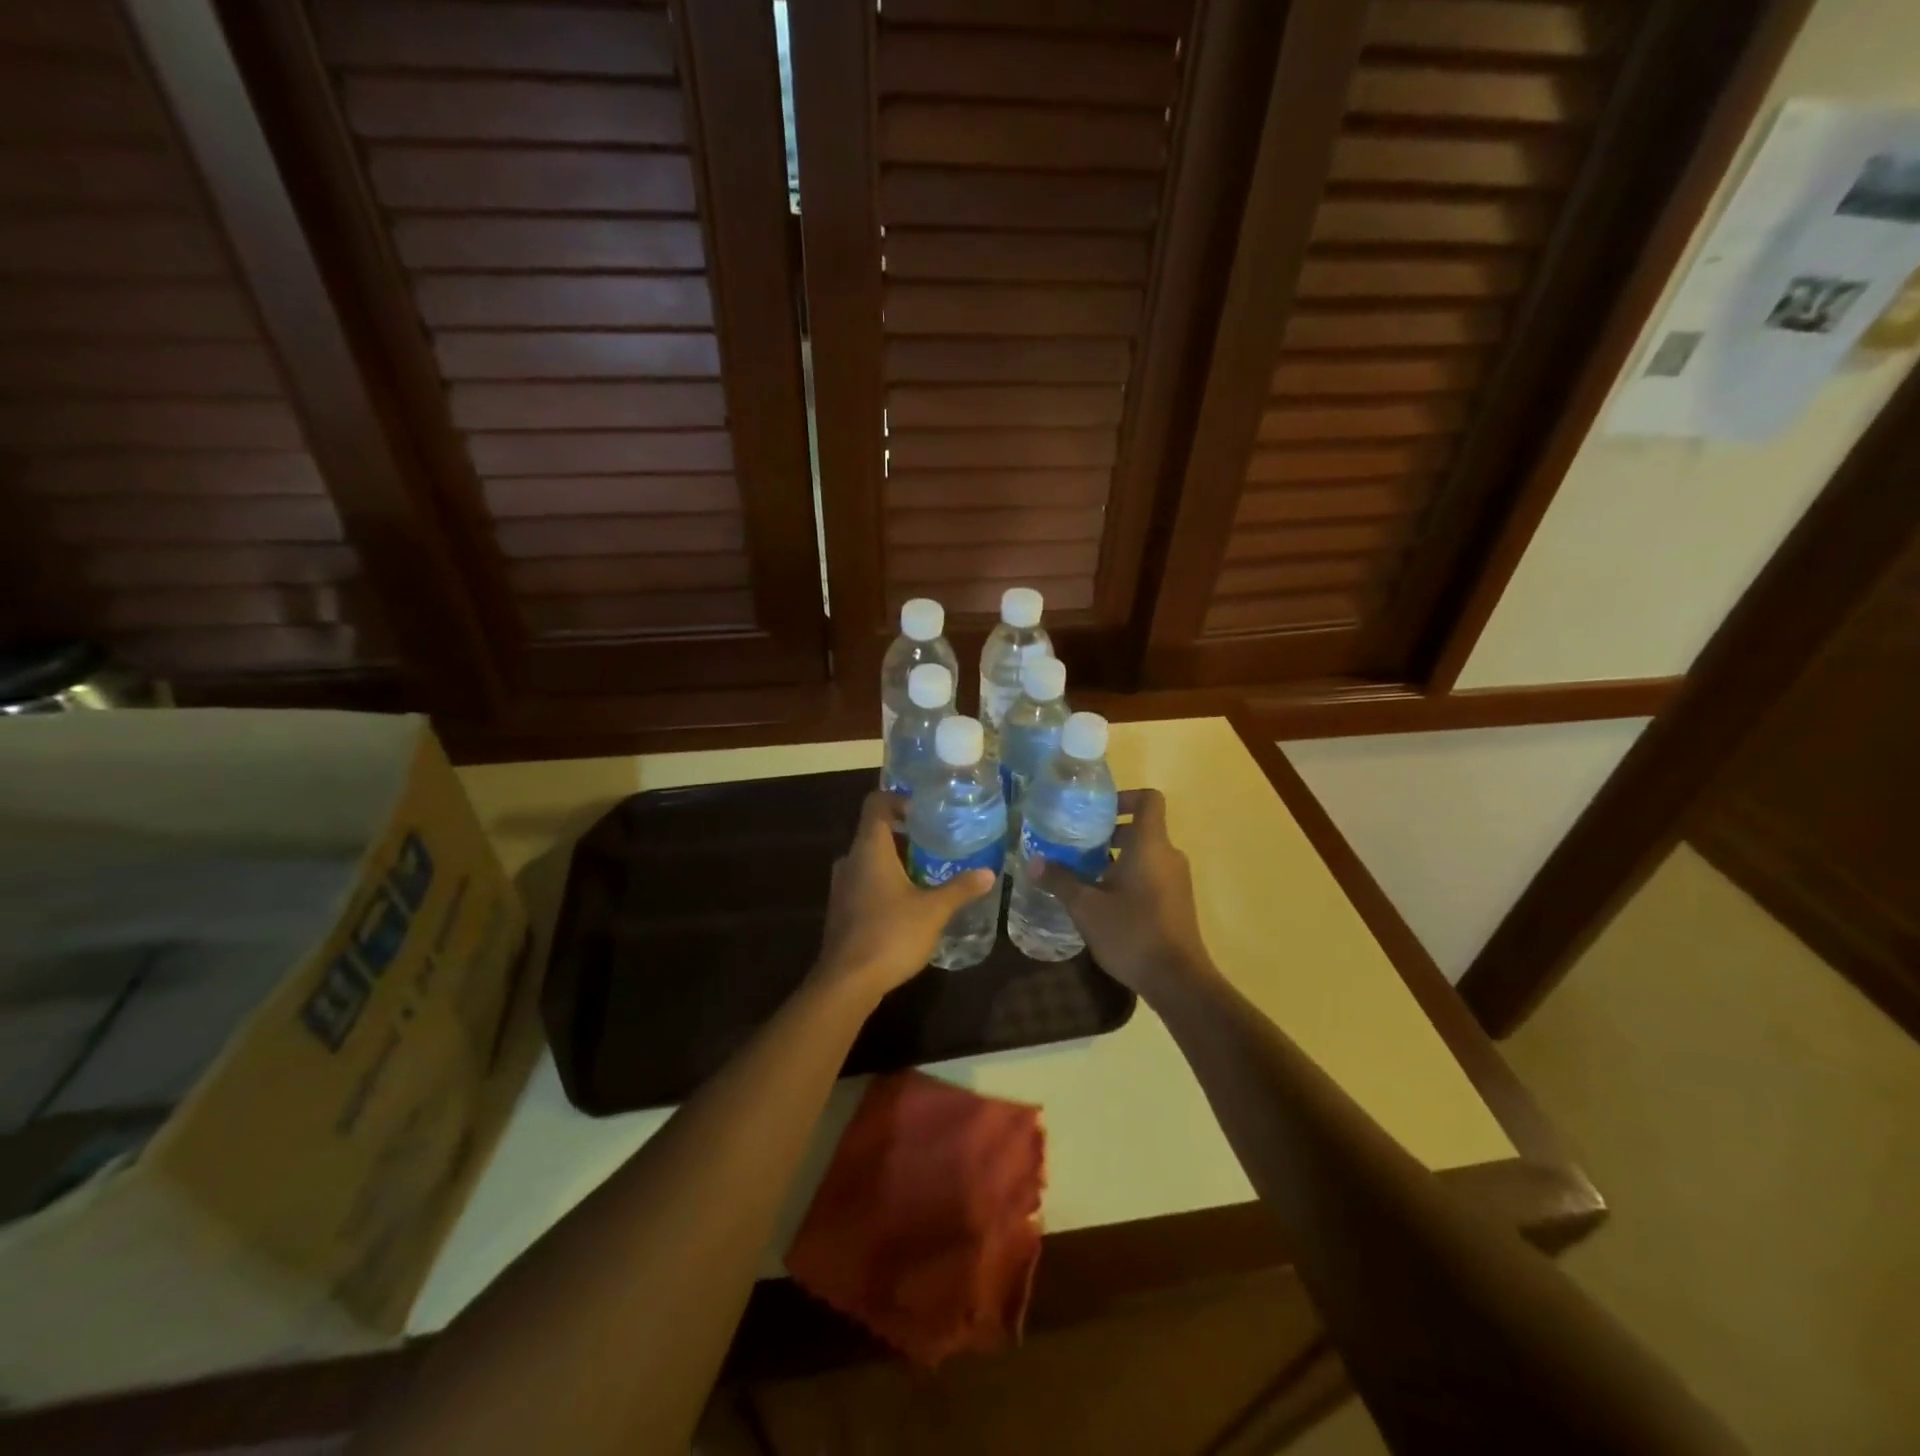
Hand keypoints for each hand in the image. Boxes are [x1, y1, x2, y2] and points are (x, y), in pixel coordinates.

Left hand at [812, 791, 995, 1001]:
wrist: (847, 982)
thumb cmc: (891, 935)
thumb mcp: (933, 911)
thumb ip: (960, 889)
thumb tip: (989, 873)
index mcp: (869, 849)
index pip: (876, 804)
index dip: (898, 799)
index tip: (924, 810)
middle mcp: (851, 860)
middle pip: (874, 831)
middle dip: (904, 833)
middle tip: (936, 841)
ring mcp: (841, 886)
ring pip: (869, 859)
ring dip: (895, 860)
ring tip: (927, 871)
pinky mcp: (841, 909)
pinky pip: (864, 881)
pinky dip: (884, 881)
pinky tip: (908, 902)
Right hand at [1034, 788, 1214, 998]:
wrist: (1177, 980)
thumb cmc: (1131, 932)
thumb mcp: (1086, 907)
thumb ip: (1060, 880)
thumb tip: (1034, 862)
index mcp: (1150, 845)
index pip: (1149, 800)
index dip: (1125, 797)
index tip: (1097, 811)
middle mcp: (1169, 856)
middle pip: (1142, 828)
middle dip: (1110, 833)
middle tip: (1078, 845)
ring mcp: (1177, 880)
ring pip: (1146, 854)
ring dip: (1117, 858)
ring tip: (1084, 874)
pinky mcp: (1177, 902)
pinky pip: (1152, 875)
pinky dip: (1129, 877)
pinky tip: (1103, 901)